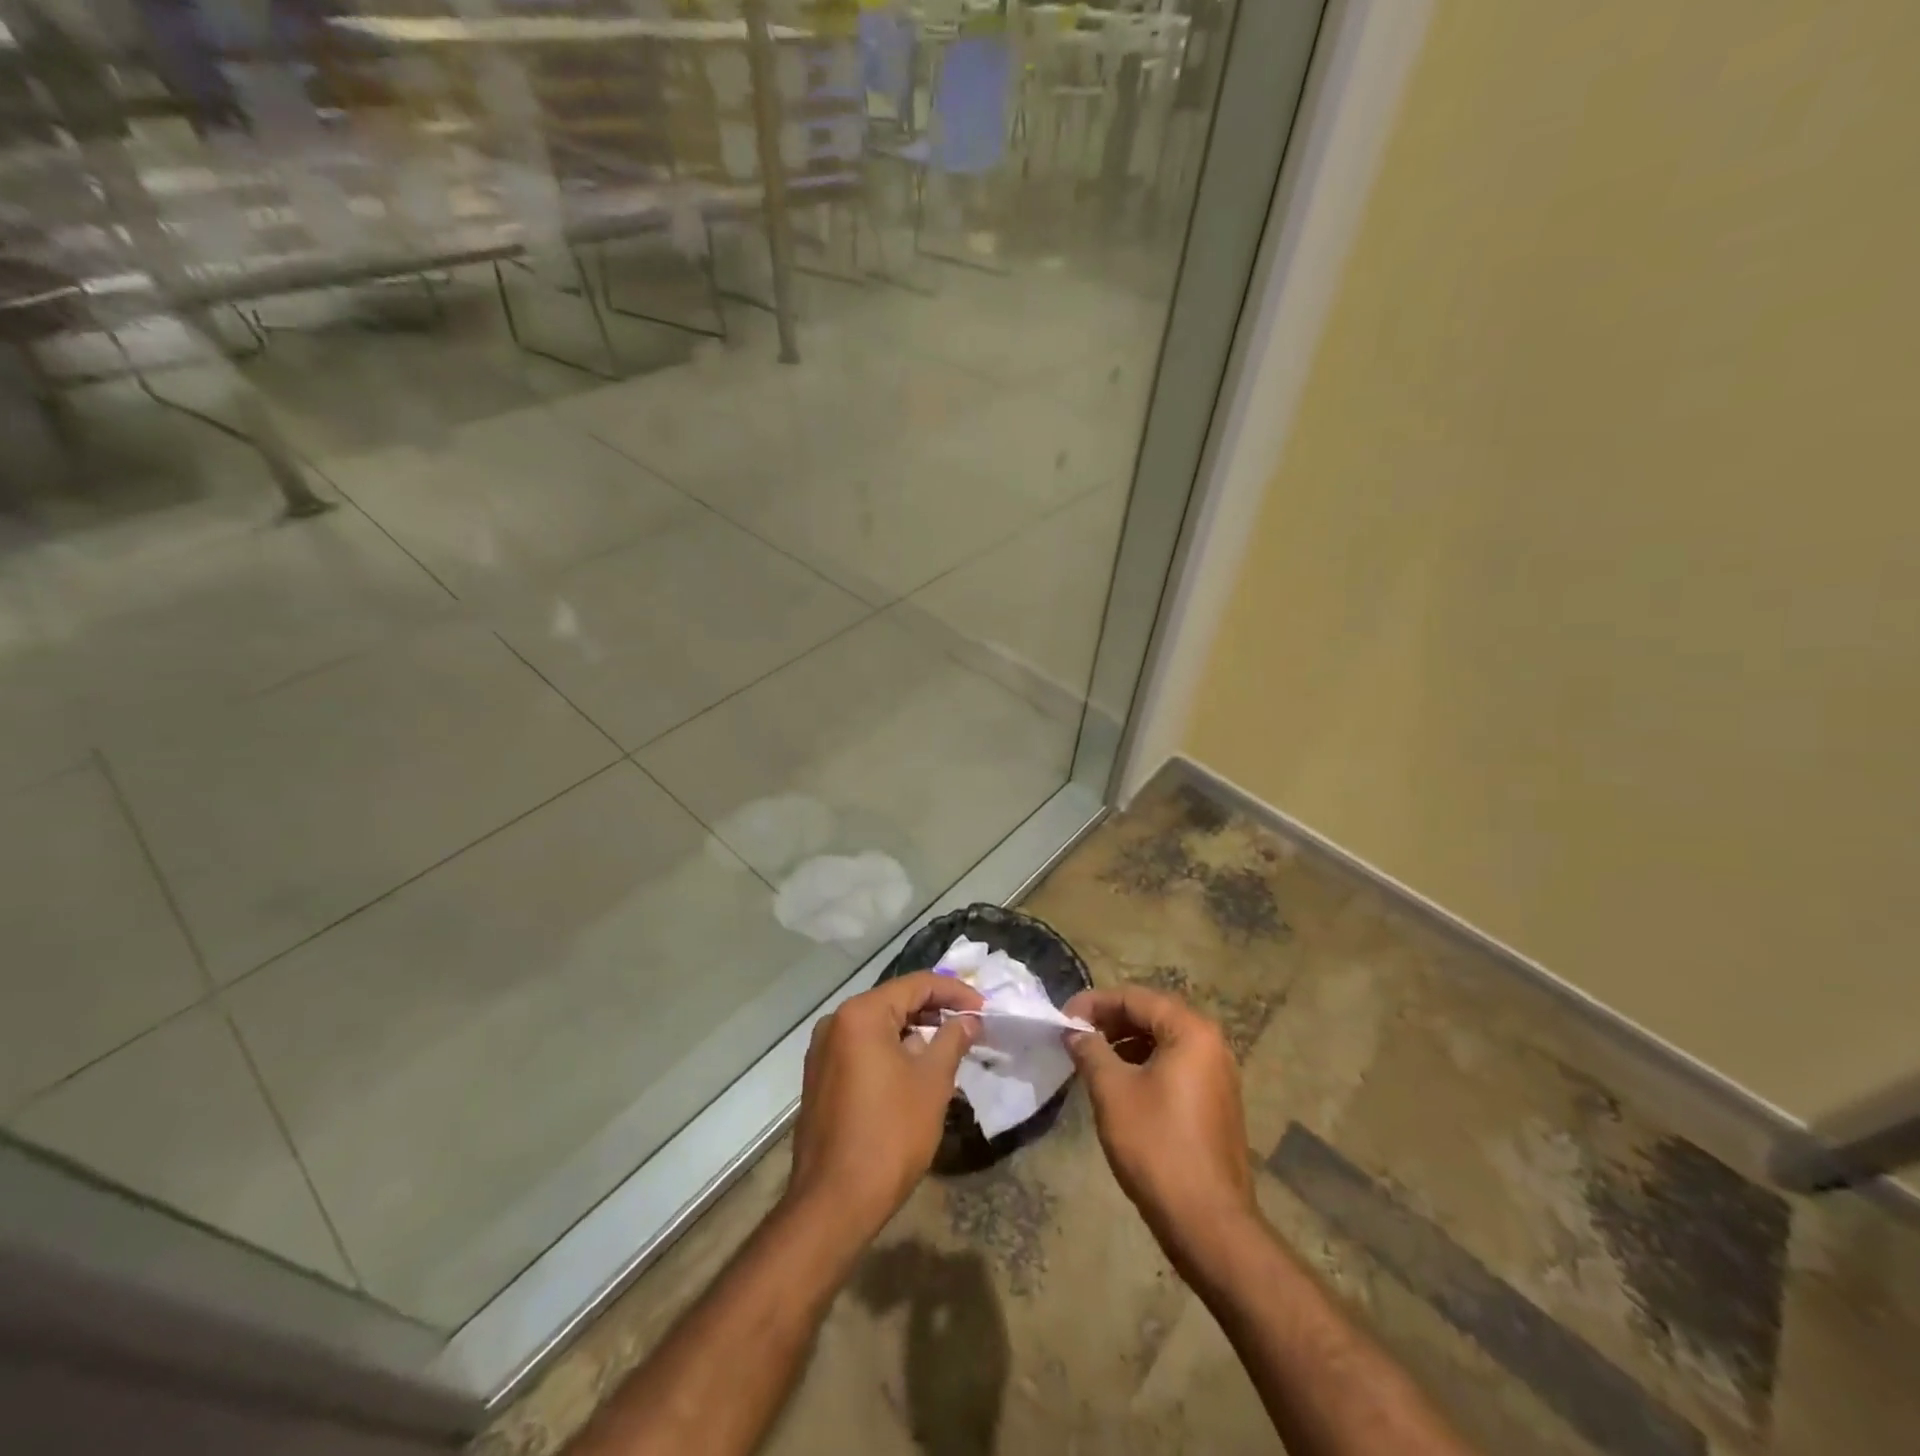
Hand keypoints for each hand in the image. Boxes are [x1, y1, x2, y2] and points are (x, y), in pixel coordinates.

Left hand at [785, 972, 982, 1243]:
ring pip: (878, 1026)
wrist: (834, 1201)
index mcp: (861, 1014)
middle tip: (970, 1024)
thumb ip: (952, 1040)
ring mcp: (823, 1051)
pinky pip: (863, 1049)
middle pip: (894, 1001)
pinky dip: (891, 1050)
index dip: (955, 992)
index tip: (984, 1008)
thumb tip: (969, 1020)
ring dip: (914, 1031)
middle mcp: (836, 1022)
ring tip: (949, 1046)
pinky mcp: (821, 1078)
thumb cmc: (890, 1134)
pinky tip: (916, 1069)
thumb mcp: (932, 1082)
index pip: (916, 984)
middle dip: (935, 1010)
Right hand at [1063, 986, 1258, 1264]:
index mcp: (1191, 1031)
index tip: (1063, 1017)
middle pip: (1153, 1015)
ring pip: (1164, 1041)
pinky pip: (1175, 1066)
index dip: (1094, 1003)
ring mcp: (1218, 1074)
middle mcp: (1212, 1043)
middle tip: (1075, 1035)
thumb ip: (1090, 1050)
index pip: (1136, 998)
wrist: (1208, 1223)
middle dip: (1110, 1021)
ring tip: (1091, 1058)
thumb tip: (1074, 1031)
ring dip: (1125, 1043)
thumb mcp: (1112, 1091)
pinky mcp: (1216, 1102)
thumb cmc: (1157, 1146)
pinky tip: (1119, 1084)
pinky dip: (1144, 1064)